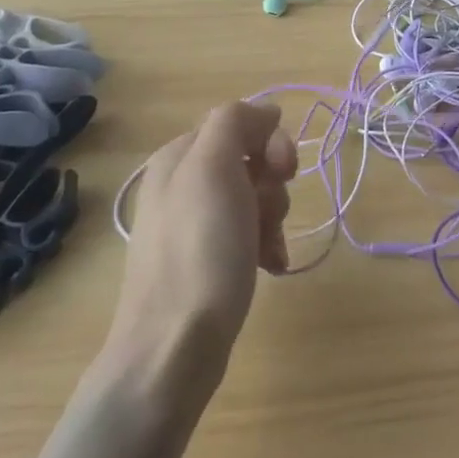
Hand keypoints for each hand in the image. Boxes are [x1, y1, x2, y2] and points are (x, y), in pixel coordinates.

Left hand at [101, 102, 296, 415]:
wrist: (174, 347)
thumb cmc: (200, 252)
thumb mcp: (213, 169)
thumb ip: (235, 123)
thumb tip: (265, 111)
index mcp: (179, 156)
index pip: (240, 122)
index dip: (270, 141)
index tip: (284, 170)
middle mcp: (181, 184)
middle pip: (250, 161)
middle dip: (272, 185)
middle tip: (268, 214)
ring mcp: (192, 224)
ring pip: (253, 197)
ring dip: (272, 217)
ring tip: (268, 248)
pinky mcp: (204, 260)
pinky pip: (247, 232)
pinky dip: (265, 244)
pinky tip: (271, 266)